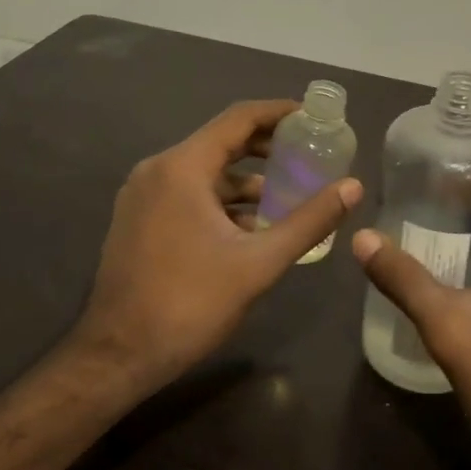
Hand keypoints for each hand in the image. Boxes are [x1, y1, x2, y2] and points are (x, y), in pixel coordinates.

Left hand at [75, 100, 361, 391]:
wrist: (117, 357)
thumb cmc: (189, 304)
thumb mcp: (259, 263)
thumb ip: (309, 221)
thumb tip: (353, 187)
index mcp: (181, 168)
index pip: (238, 118)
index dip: (279, 112)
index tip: (314, 117)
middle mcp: (157, 170)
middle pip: (221, 141)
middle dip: (267, 146)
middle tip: (310, 153)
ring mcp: (143, 195)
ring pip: (205, 171)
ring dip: (246, 178)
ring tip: (290, 193)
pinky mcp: (139, 219)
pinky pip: (189, 193)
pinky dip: (222, 200)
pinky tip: (253, 225)